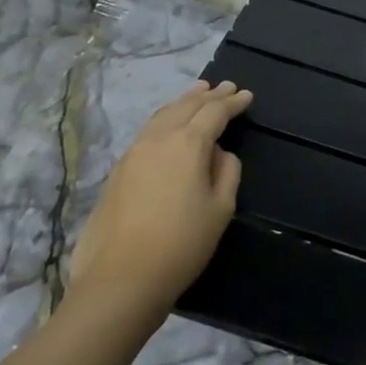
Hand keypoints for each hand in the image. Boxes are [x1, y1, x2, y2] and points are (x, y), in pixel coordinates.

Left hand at [67, 80, 253, 318]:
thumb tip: (218, 154)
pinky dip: (166, 118)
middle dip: (208, 95)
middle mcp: (158, 139)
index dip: (232, 102)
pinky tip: (169, 124)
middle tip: (225, 86)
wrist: (121, 278)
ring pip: (163, 114)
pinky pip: (148, 130)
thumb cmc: (182, 243)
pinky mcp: (118, 170)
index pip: (214, 112)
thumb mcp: (220, 208)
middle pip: (186, 106)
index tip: (247, 96)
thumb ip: (227, 172)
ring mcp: (134, 152)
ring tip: (197, 93)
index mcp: (188, 144)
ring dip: (184, 101)